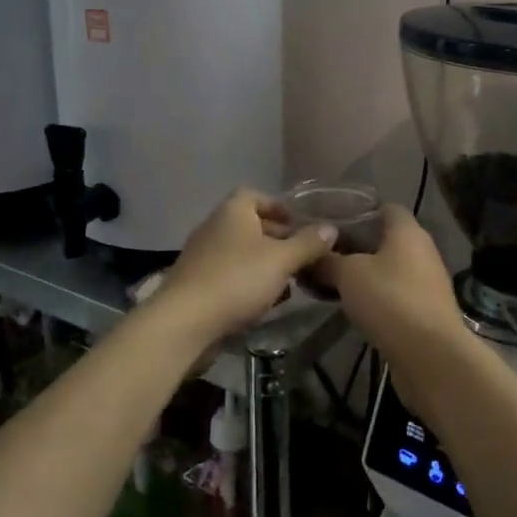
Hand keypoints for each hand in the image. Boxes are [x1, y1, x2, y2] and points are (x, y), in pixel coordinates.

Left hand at [148, 189, 336, 348]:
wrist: (185, 321)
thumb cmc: (237, 279)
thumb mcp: (281, 260)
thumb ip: (308, 244)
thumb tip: (331, 228)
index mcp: (233, 211)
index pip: (256, 196)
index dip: (279, 207)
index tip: (300, 225)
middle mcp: (214, 226)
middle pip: (250, 225)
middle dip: (277, 239)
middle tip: (301, 256)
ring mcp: (203, 255)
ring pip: (241, 252)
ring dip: (264, 264)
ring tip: (288, 282)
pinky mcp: (197, 283)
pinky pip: (229, 274)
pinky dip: (248, 282)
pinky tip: (263, 302)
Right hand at [313, 205, 461, 360]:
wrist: (431, 356)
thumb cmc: (390, 300)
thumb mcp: (348, 275)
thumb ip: (327, 261)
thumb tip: (310, 254)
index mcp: (407, 231)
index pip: (384, 207)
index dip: (358, 210)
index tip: (331, 220)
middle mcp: (421, 250)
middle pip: (385, 238)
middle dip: (355, 244)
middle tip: (324, 252)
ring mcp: (426, 282)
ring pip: (389, 267)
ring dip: (364, 272)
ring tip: (331, 279)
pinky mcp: (425, 310)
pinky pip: (394, 292)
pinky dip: (374, 295)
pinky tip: (351, 305)